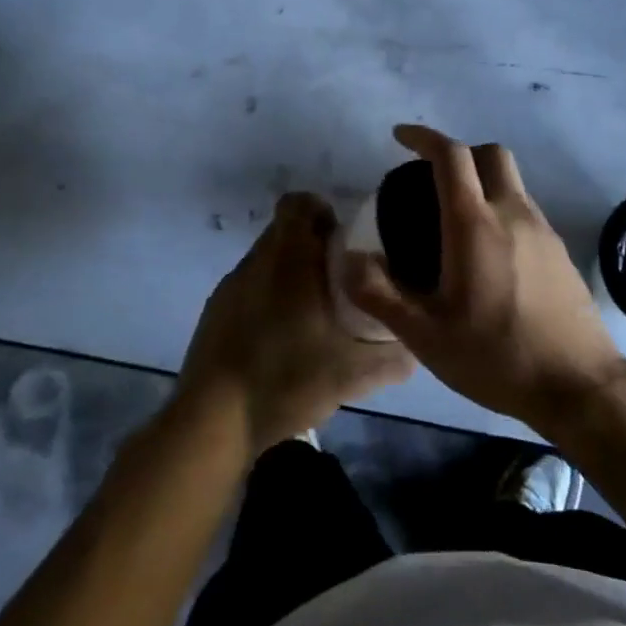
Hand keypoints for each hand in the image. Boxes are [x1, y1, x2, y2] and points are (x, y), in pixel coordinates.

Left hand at [178, 192, 414, 452]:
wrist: (212, 421)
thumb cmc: (285, 379)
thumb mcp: (351, 375)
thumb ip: (391, 358)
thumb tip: (413, 349)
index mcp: (287, 260)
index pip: (298, 203)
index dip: (323, 212)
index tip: (345, 241)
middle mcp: (256, 262)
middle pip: (285, 232)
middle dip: (314, 247)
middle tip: (342, 281)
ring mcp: (230, 287)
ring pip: (267, 261)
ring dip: (291, 275)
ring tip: (315, 313)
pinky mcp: (216, 312)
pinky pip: (250, 287)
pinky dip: (270, 298)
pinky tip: (284, 338)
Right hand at [346, 125, 625, 429]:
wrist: (579, 386)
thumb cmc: (496, 357)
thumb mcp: (424, 336)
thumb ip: (379, 295)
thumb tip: (350, 260)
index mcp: (475, 225)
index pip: (451, 156)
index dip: (423, 137)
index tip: (400, 137)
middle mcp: (513, 214)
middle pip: (491, 154)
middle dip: (458, 152)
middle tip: (430, 178)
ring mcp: (543, 231)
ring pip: (512, 182)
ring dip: (481, 182)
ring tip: (453, 223)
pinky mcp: (560, 252)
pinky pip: (525, 210)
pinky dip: (500, 210)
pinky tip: (487, 256)